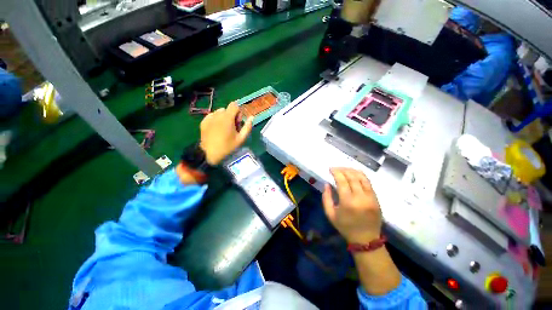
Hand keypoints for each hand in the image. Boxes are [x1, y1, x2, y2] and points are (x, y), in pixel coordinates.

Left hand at [200, 102, 252, 164]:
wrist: (209, 153)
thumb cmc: (227, 147)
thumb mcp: (240, 139)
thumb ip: (247, 127)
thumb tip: (252, 117)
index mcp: (227, 118)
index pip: (234, 105)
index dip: (238, 113)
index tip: (237, 123)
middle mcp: (218, 114)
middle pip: (227, 109)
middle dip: (231, 116)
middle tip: (231, 128)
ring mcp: (209, 117)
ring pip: (219, 112)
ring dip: (224, 118)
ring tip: (223, 129)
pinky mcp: (203, 121)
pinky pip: (212, 116)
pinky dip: (216, 120)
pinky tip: (216, 130)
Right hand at [322, 168, 381, 243]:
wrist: (366, 239)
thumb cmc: (345, 227)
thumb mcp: (330, 214)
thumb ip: (326, 197)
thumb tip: (327, 184)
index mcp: (348, 202)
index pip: (342, 181)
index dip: (336, 172)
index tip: (330, 169)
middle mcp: (360, 198)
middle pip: (352, 177)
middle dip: (343, 169)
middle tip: (336, 168)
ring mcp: (371, 198)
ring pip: (362, 178)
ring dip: (352, 170)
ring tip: (345, 169)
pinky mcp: (376, 199)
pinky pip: (369, 183)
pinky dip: (361, 176)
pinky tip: (355, 173)